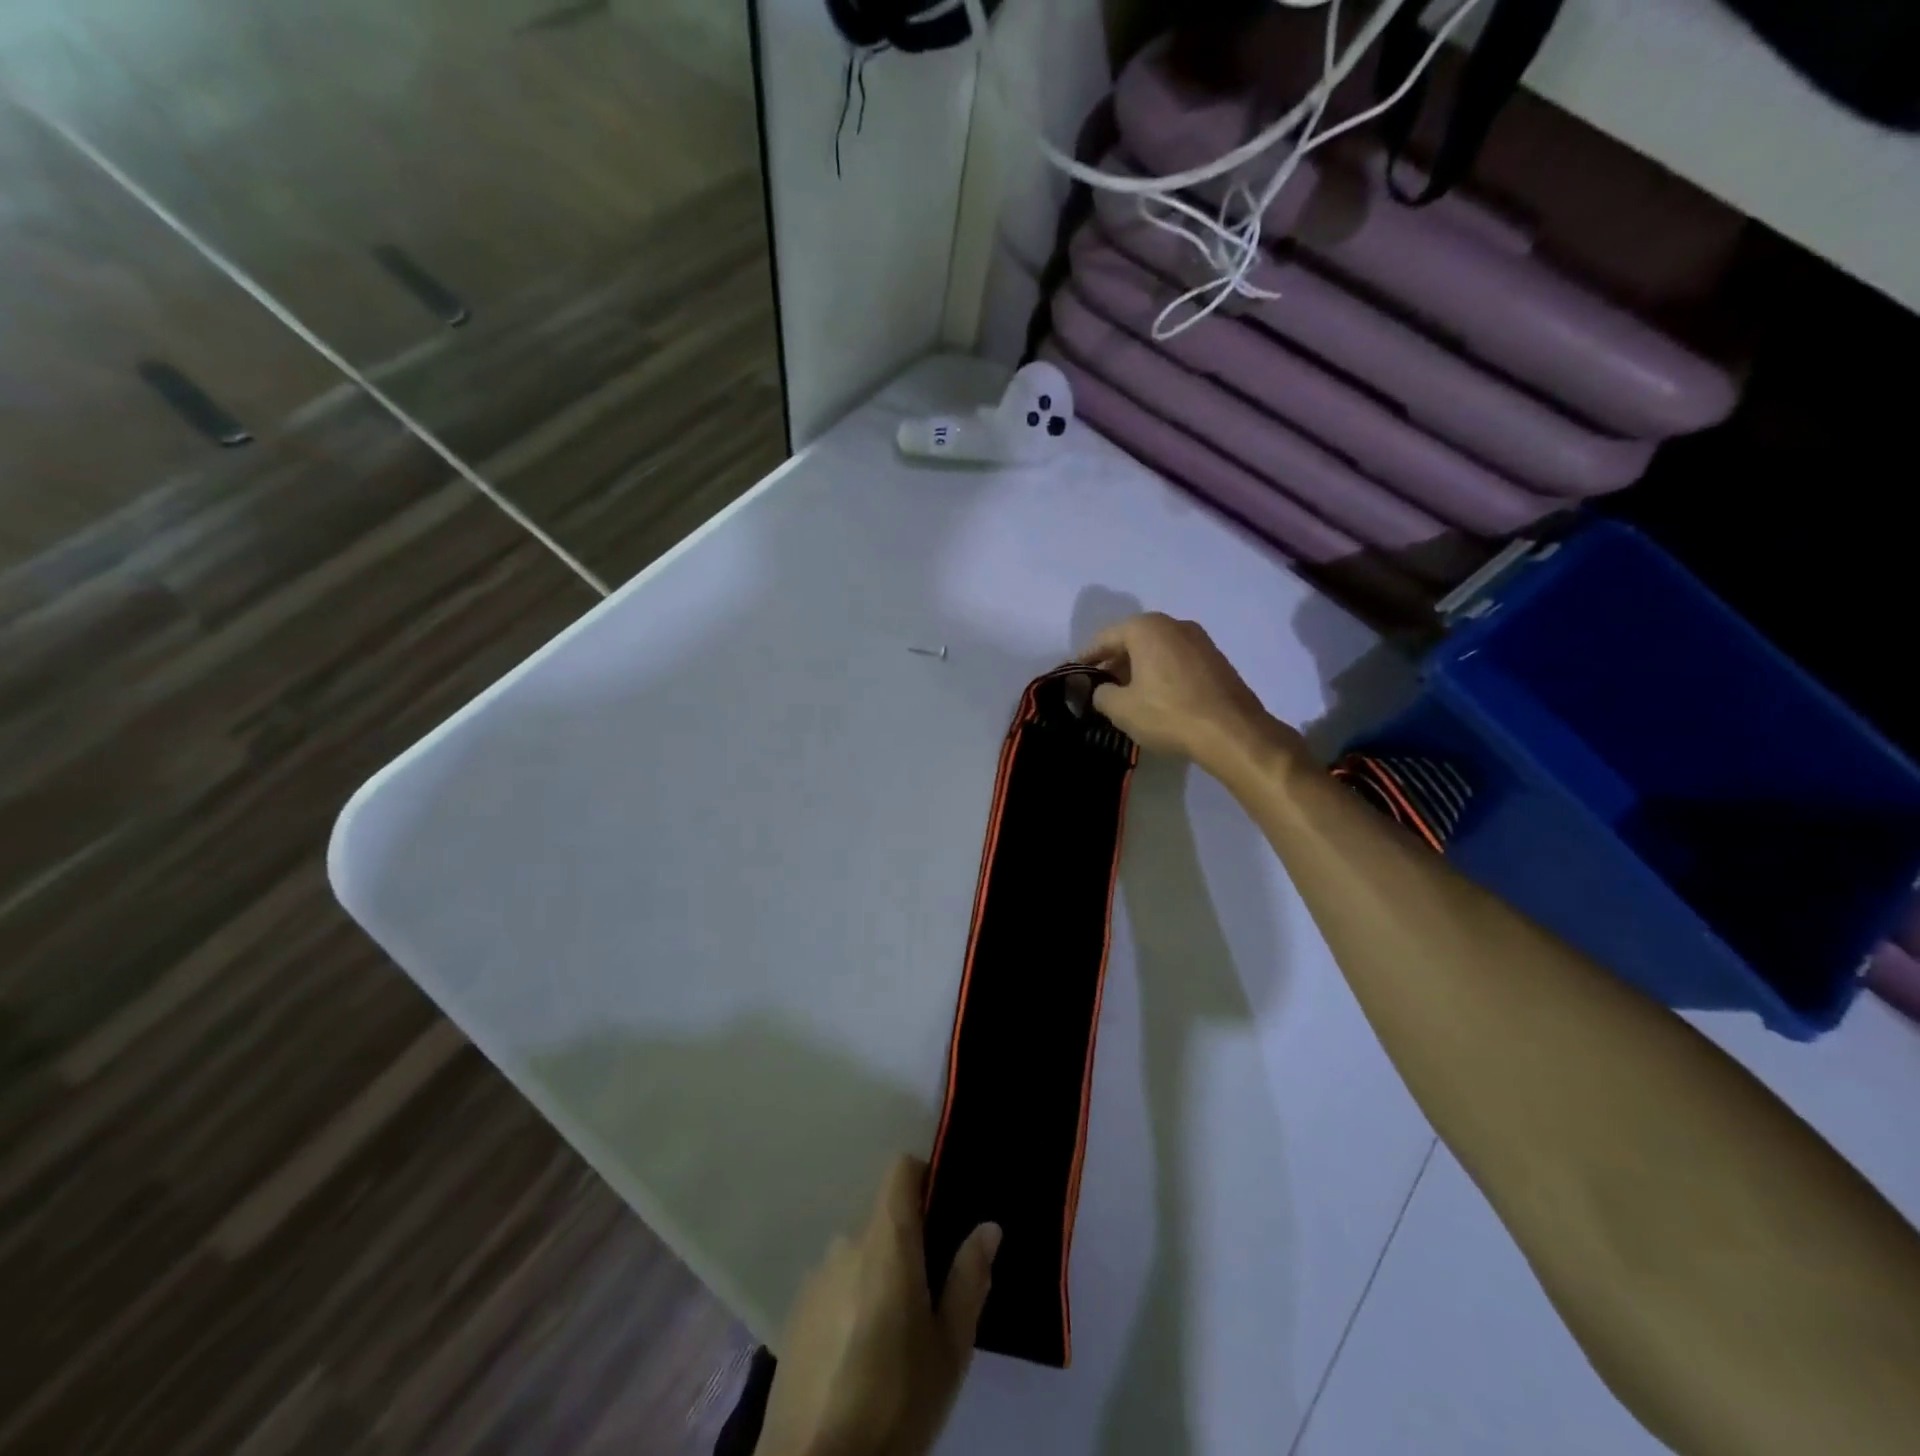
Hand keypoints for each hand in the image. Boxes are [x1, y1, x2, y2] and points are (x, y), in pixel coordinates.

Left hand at [757, 1157, 999, 1455]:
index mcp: (886, 1239)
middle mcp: (846, 1242)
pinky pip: (834, 1285)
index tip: (943, 1209)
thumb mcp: (949, 1348)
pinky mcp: (794, 1312)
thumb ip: (969, 1278)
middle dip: (907, 1243)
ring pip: (858, 1255)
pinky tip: (858, 1352)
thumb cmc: (895, 1401)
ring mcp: (815, 1276)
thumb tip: (988, 1225)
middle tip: (928, 1292)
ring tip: (893, 1331)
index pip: (901, 1169)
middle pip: (882, 1219)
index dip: (924, 1177)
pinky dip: (850, 1301)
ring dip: (877, 1275)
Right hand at [1079, 613, 1301, 775]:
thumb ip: (1101, 694)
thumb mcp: (1121, 709)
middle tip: (1099, 686)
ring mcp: (1200, 641)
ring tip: (1126, 694)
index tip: (1074, 673)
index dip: (1086, 657)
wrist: (1233, 732)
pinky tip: (1156, 698)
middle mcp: (1174, 624)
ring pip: (1157, 650)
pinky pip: (1178, 661)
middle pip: (1133, 640)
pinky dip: (1162, 674)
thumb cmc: (1169, 714)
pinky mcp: (1217, 661)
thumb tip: (1101, 691)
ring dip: (1139, 668)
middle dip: (1114, 662)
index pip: (1105, 638)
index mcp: (1147, 628)